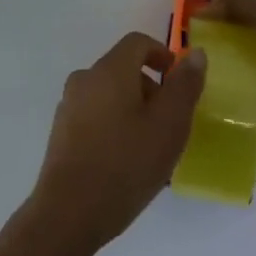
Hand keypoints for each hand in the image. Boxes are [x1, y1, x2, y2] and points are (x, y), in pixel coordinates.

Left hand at [28, 33, 205, 251]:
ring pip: (109, 93)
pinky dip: (114, 124)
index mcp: (109, 70)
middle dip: (150, 87)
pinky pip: (95, 115)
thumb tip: (194, 53)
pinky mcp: (61, 132)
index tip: (179, 82)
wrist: (69, 212)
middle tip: (171, 122)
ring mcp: (68, 106)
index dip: (162, 55)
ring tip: (151, 147)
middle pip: (122, 68)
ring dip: (133, 108)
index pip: (137, 43)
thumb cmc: (126, 164)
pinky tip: (125, 161)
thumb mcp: (169, 126)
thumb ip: (184, 86)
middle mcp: (84, 79)